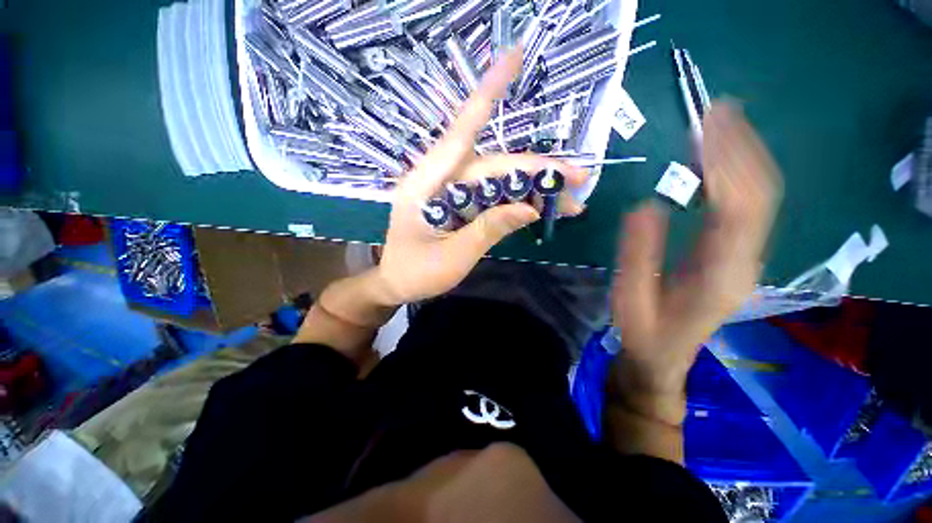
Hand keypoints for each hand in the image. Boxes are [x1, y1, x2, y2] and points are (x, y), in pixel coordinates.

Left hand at [375, 48, 587, 305]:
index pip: (461, 132)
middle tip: (577, 180)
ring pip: (497, 180)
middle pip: (493, 165)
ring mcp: (451, 192)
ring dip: (532, 188)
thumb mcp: (452, 258)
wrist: (397, 284)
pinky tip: (539, 210)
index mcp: (426, 184)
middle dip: (536, 170)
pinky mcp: (460, 205)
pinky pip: (492, 196)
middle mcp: (440, 179)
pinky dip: (516, 202)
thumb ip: (487, 230)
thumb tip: (529, 209)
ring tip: (568, 202)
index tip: (514, 57)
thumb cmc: (415, 273)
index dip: (487, 93)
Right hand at [611, 102, 782, 421]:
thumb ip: (638, 253)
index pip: (737, 208)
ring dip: (743, 156)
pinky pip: (747, 206)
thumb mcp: (630, 296)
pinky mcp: (736, 254)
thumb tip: (645, 203)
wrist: (664, 357)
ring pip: (759, 197)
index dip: (726, 163)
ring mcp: (745, 257)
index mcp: (718, 274)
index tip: (707, 126)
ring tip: (722, 123)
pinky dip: (737, 175)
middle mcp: (744, 260)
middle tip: (718, 111)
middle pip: (758, 194)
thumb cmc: (643, 331)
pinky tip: (721, 158)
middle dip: (740, 148)